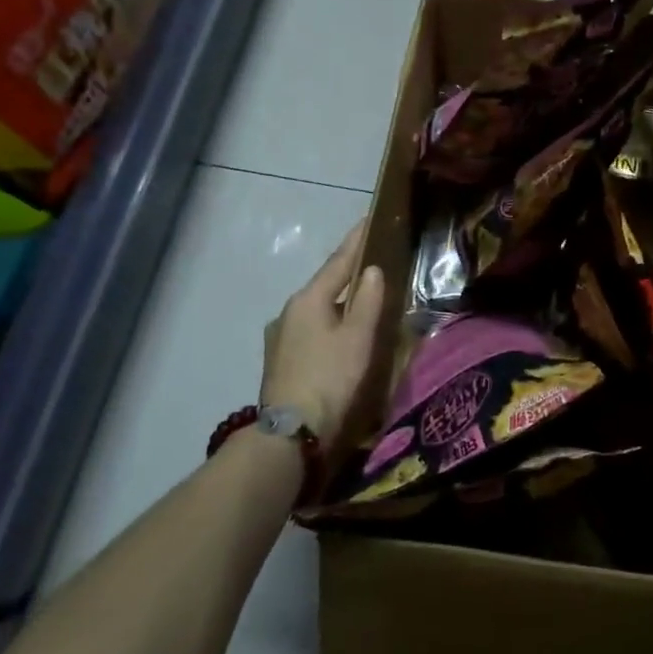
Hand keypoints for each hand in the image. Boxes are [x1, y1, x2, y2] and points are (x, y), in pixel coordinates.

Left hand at [259, 220, 385, 459]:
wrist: (290, 434)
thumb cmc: (330, 378)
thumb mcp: (358, 337)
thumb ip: (367, 300)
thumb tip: (371, 269)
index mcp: (308, 299)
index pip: (338, 262)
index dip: (356, 241)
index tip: (369, 219)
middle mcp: (289, 311)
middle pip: (325, 285)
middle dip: (347, 273)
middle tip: (373, 261)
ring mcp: (280, 337)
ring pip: (316, 309)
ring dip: (338, 301)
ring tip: (360, 299)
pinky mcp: (280, 360)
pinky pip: (310, 329)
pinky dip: (329, 323)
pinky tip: (339, 333)